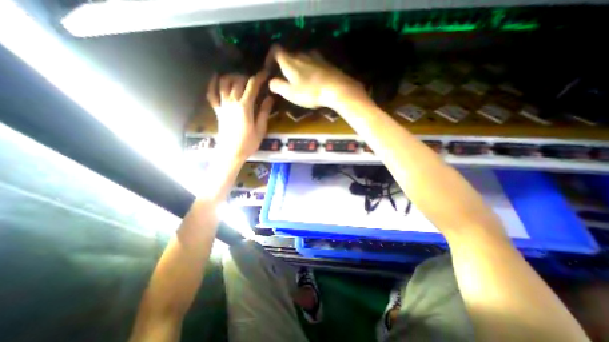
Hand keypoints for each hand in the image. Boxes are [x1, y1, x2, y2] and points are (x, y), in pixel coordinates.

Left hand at [207, 70, 273, 160]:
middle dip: (247, 77)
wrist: (231, 153)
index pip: (252, 86)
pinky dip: (212, 84)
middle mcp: (232, 102)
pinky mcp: (217, 111)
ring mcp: (223, 105)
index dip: (259, 78)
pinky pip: (212, 94)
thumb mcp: (260, 129)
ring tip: (239, 78)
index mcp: (245, 107)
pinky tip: (215, 77)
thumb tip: (270, 98)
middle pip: (238, 82)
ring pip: (223, 83)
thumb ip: (264, 112)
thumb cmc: (248, 143)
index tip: (265, 73)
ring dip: (231, 77)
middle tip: (254, 80)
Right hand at [266, 46, 365, 109]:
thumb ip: (278, 86)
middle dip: (285, 65)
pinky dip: (310, 68)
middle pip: (289, 55)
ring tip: (300, 79)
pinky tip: (313, 78)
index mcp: (290, 61)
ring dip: (299, 67)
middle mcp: (301, 55)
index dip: (271, 57)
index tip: (270, 67)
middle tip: (286, 78)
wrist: (336, 88)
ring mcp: (315, 57)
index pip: (276, 50)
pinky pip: (313, 62)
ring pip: (302, 58)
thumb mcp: (290, 93)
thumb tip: (271, 82)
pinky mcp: (325, 63)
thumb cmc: (310, 92)